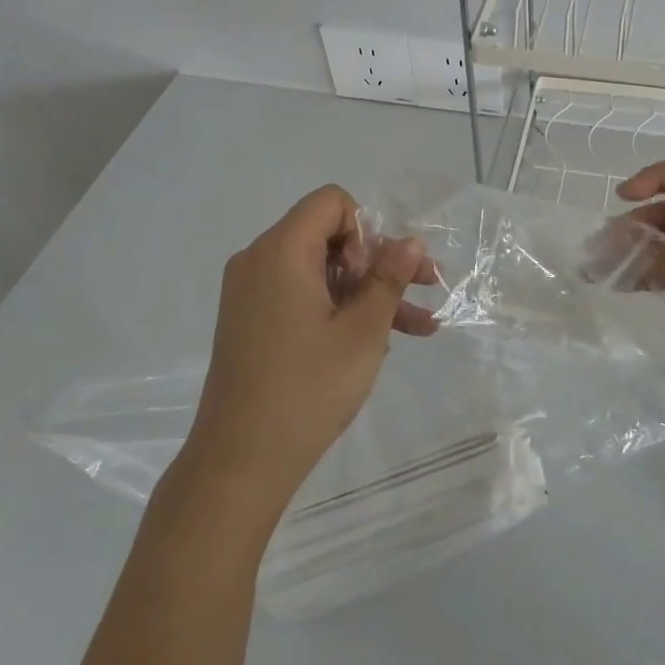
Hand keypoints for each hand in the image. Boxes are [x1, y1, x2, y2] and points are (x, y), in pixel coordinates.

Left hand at [179, 184, 435, 518]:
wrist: (240, 461)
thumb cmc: (307, 389)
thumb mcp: (362, 331)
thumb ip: (389, 278)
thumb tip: (410, 241)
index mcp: (281, 251)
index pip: (331, 203)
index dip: (368, 229)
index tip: (381, 273)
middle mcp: (260, 260)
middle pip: (329, 236)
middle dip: (379, 261)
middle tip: (424, 289)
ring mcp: (252, 293)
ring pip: (322, 271)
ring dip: (368, 292)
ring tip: (420, 324)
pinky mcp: (253, 321)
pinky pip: (303, 297)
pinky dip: (339, 310)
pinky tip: (385, 340)